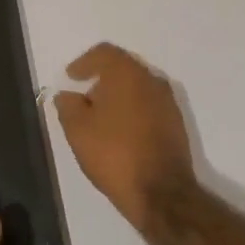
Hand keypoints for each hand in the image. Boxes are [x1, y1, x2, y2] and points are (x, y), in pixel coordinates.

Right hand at [53, 43, 196, 231]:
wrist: (160, 192)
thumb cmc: (114, 153)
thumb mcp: (77, 130)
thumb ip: (68, 106)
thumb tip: (67, 95)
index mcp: (127, 74)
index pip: (104, 53)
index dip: (84, 62)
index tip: (71, 77)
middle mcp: (152, 80)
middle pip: (123, 68)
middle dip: (101, 80)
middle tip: (84, 99)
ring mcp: (168, 102)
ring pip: (138, 88)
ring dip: (118, 97)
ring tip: (100, 119)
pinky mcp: (176, 124)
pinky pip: (149, 106)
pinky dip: (133, 111)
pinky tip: (120, 132)